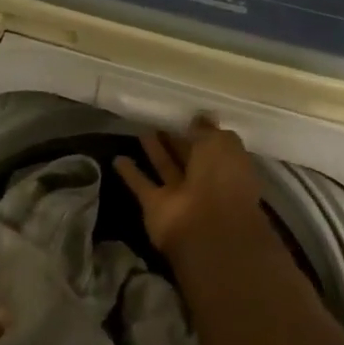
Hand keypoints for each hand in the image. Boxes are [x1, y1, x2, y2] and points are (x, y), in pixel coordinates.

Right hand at [114, 118, 266, 259]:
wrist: (207, 228)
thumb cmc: (222, 179)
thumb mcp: (221, 144)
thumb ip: (207, 131)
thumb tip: (199, 118)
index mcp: (227, 166)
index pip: (212, 145)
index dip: (199, 131)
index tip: (183, 115)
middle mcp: (205, 181)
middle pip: (188, 156)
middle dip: (175, 140)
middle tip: (158, 121)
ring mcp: (180, 195)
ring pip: (165, 168)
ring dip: (154, 152)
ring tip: (140, 131)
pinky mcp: (155, 206)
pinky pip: (142, 185)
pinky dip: (130, 174)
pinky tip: (116, 158)